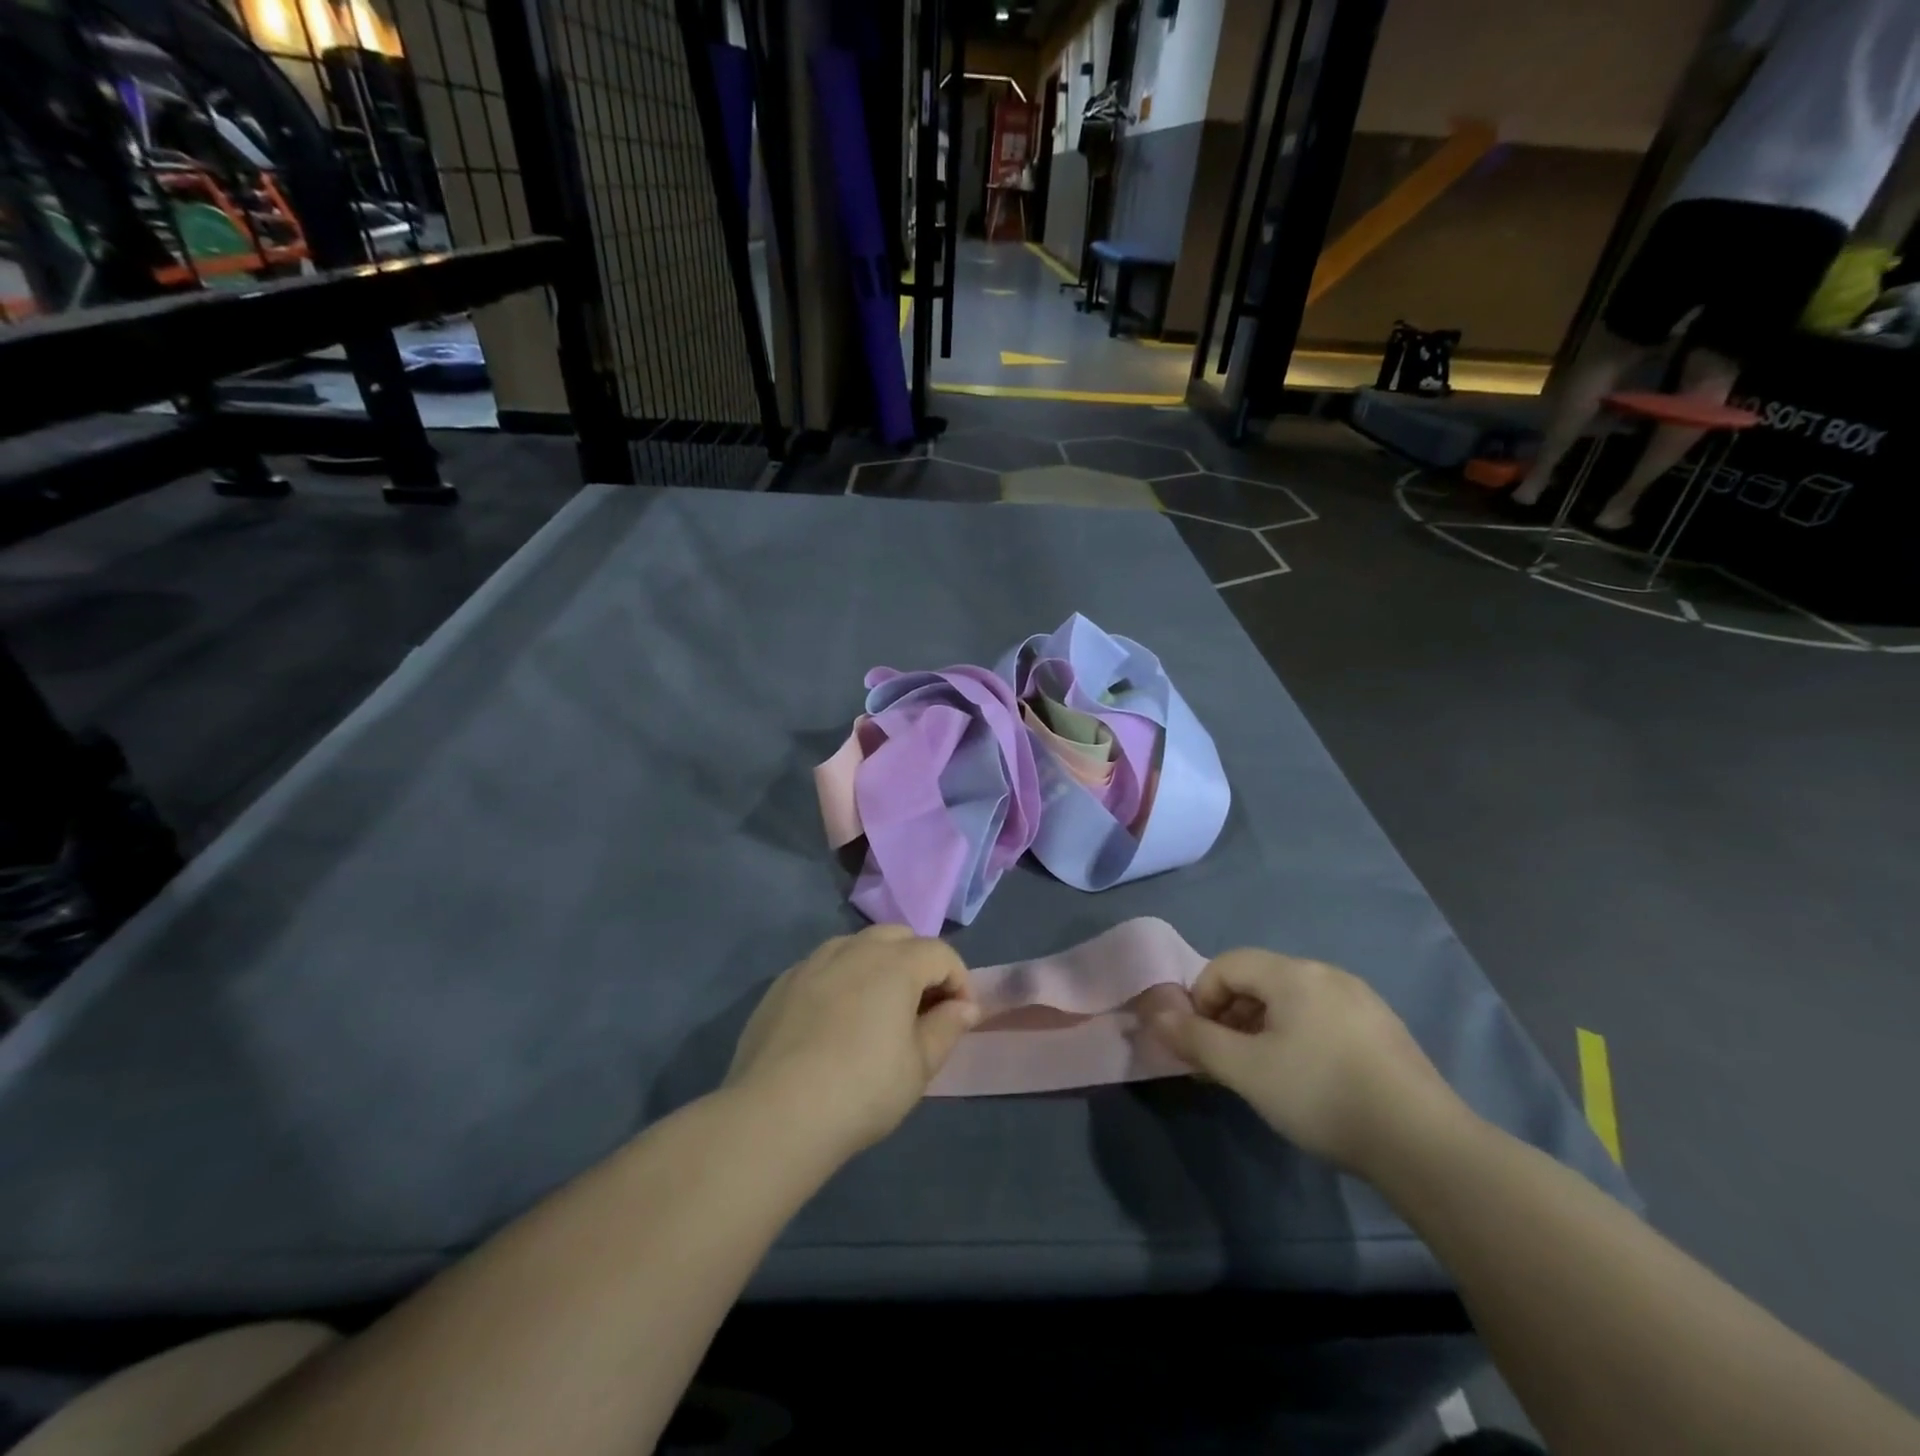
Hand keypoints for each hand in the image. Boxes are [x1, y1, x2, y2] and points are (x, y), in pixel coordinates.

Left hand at [725, 926, 979, 1156]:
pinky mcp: (782, 983)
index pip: (940, 953)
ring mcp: (813, 962)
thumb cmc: (862, 1090)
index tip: (959, 1018)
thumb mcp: (918, 1066)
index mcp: (895, 963)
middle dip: (919, 962)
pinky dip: (841, 979)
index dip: (959, 981)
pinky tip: (834, 1021)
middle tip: (921, 1007)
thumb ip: (946, 1028)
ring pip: (857, 945)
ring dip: (878, 965)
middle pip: (899, 937)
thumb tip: (964, 1006)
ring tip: (878, 1010)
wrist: (776, 1114)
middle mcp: (855, 949)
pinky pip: (823, 967)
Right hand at [1148, 950, 1465, 1175]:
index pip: (1226, 965)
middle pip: (1258, 980)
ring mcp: (1361, 1000)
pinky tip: (1308, 1081)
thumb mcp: (1246, 1070)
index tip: (1202, 1044)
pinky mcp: (1384, 1030)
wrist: (1424, 1144)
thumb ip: (1195, 1039)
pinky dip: (1298, 1038)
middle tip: (1226, 1063)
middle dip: (1230, 1016)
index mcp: (1293, 973)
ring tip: (1263, 1075)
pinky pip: (1322, 1019)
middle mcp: (1327, 974)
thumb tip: (1154, 1014)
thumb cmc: (1321, 1094)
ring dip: (1262, 1029)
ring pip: (1291, 1002)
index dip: (1201, 999)